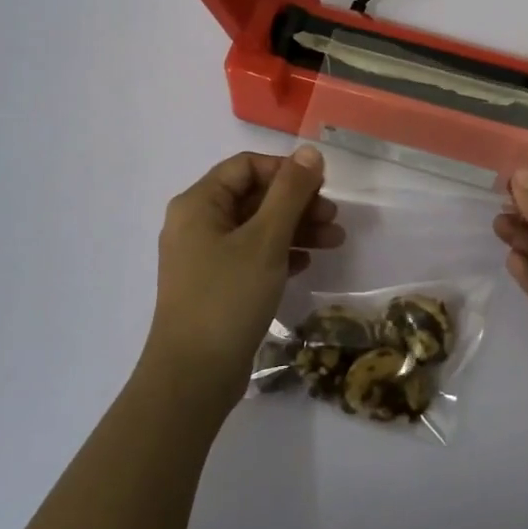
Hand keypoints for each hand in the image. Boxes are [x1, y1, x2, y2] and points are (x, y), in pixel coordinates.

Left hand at [144, 147, 343, 412]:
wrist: (193, 376)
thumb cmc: (228, 298)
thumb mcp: (265, 240)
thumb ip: (290, 193)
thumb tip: (310, 151)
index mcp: (199, 204)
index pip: (246, 167)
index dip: (286, 171)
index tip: (322, 187)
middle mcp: (196, 224)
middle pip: (253, 197)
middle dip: (297, 203)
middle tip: (334, 218)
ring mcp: (203, 256)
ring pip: (256, 228)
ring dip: (295, 229)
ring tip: (334, 241)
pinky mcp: (215, 285)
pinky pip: (251, 255)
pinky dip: (280, 253)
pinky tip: (307, 264)